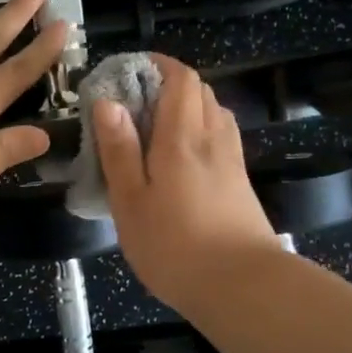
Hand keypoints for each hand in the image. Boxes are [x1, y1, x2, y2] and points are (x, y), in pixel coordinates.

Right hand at [92, 56, 280, 315]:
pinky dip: (201, 131)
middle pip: (200, 91)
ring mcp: (232, 161)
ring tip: (155, 128)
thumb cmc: (174, 245)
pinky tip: (182, 158)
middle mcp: (213, 139)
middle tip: (134, 102)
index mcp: (182, 137)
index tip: (128, 72)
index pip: (180, 78)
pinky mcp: (241, 183)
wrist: (243, 288)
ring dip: (187, 107)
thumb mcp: (130, 201)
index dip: (157, 65)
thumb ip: (119, 150)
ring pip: (214, 113)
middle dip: (168, 84)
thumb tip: (108, 102)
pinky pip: (221, 138)